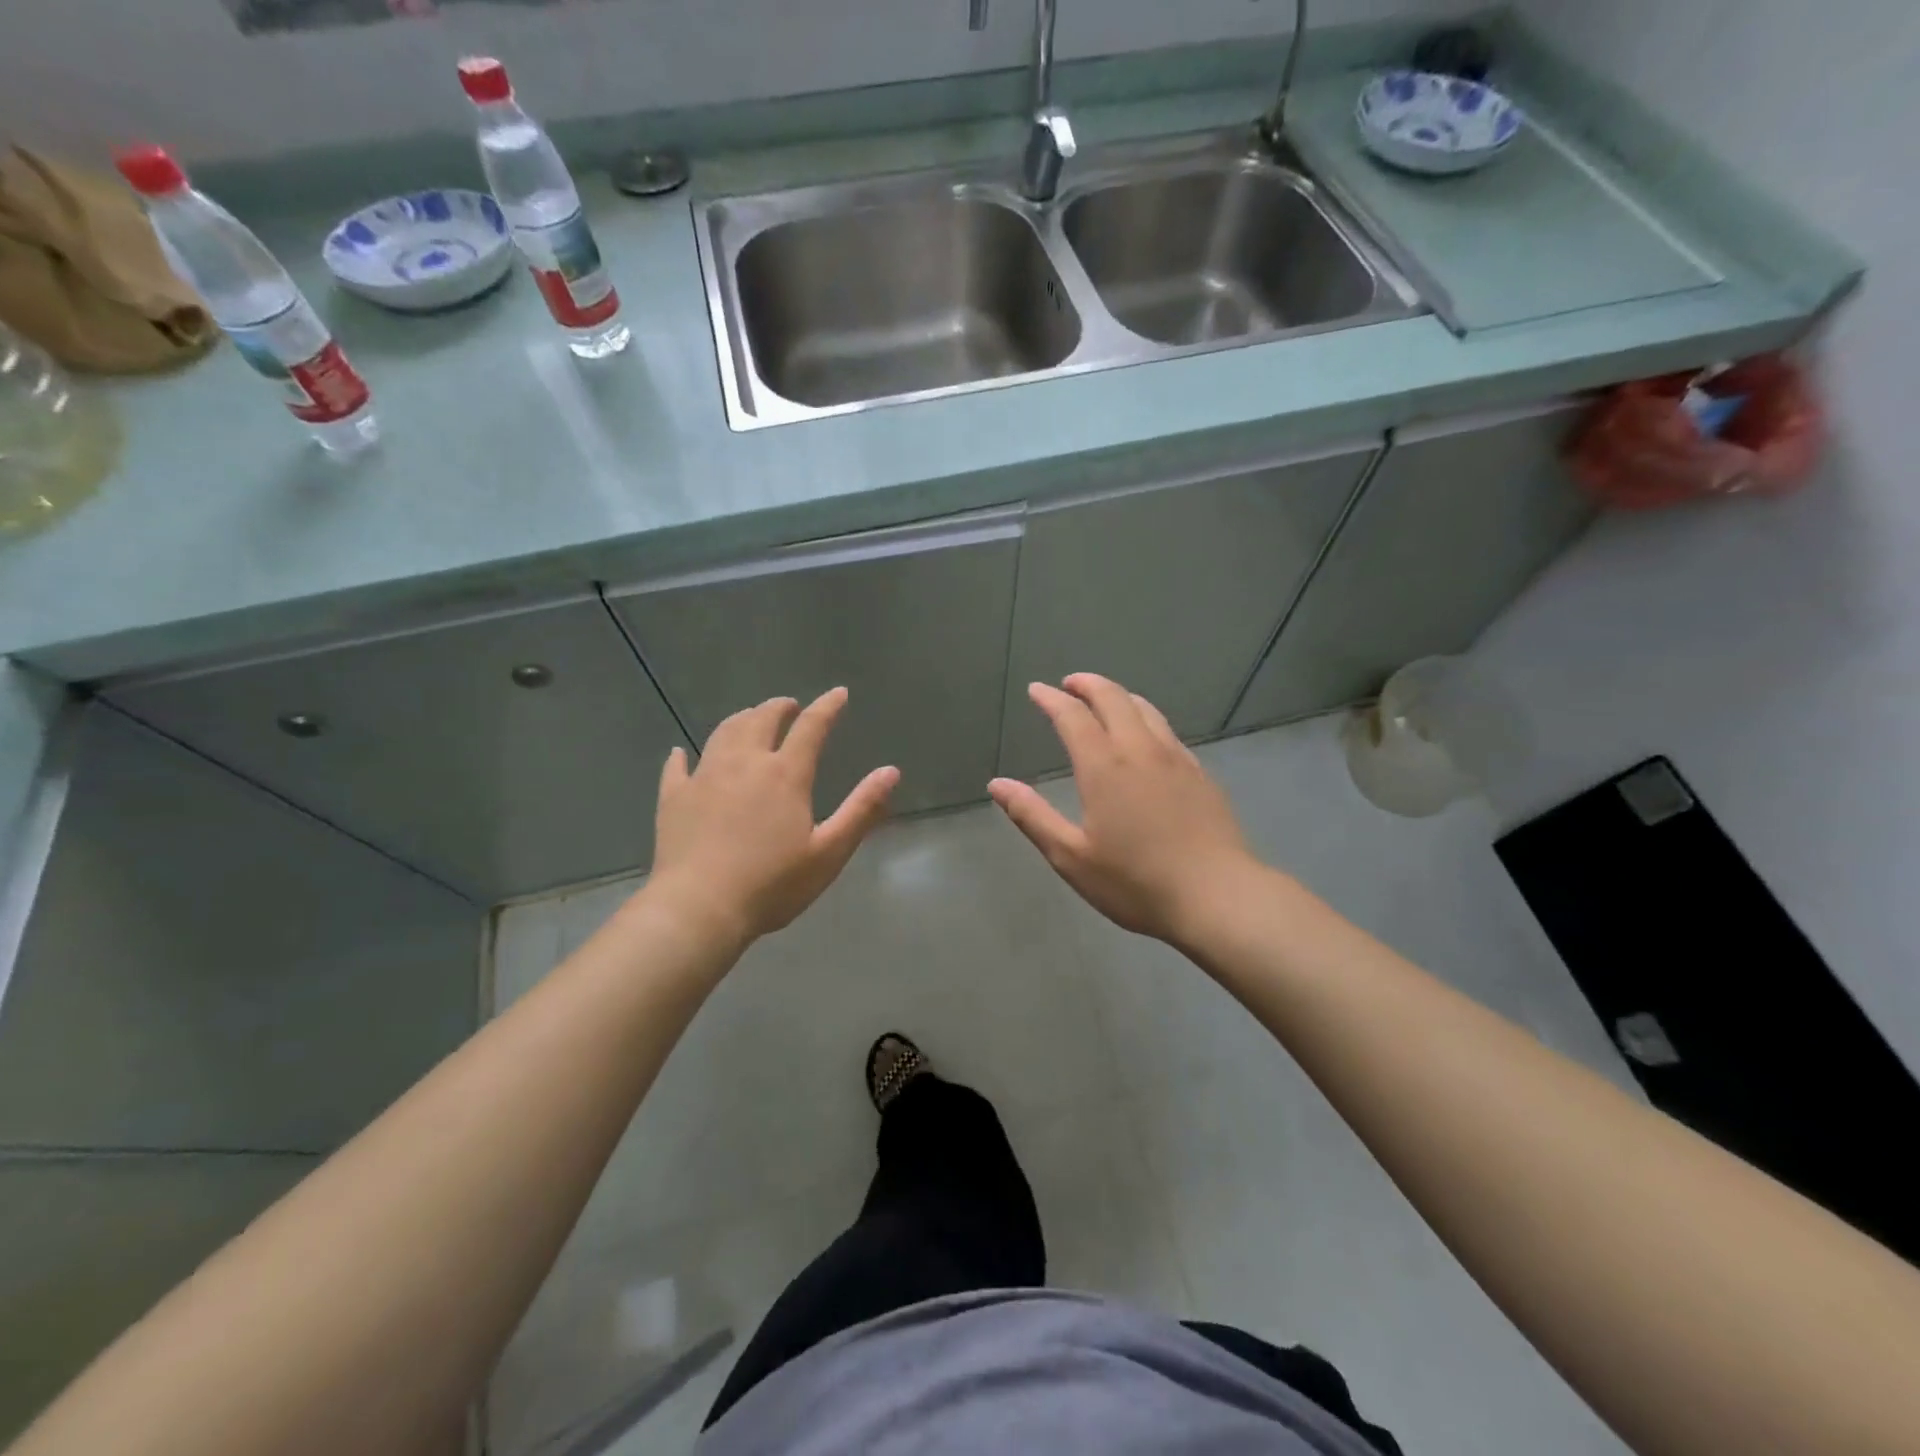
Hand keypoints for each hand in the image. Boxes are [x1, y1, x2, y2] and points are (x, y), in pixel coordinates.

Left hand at [649, 688, 898, 947]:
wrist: (700, 908)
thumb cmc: (773, 884)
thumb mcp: (829, 851)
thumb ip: (862, 809)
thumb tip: (891, 771)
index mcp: (785, 774)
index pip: (811, 727)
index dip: (827, 707)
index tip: (838, 693)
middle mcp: (744, 763)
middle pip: (761, 719)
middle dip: (778, 707)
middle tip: (789, 706)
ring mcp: (705, 777)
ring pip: (723, 732)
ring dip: (741, 719)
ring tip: (749, 719)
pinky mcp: (674, 798)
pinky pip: (678, 767)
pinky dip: (683, 755)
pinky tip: (682, 753)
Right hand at [989, 674, 1255, 946]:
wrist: (1217, 896)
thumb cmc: (1135, 882)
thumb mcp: (1071, 856)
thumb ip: (1032, 816)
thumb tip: (997, 784)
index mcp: (1104, 767)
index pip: (1073, 716)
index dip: (1052, 699)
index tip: (1037, 690)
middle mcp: (1141, 750)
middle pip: (1113, 698)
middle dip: (1088, 684)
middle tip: (1070, 684)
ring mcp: (1176, 759)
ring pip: (1146, 709)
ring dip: (1119, 695)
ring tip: (1105, 699)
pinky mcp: (1200, 774)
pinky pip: (1167, 731)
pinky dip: (1146, 718)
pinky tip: (1147, 737)